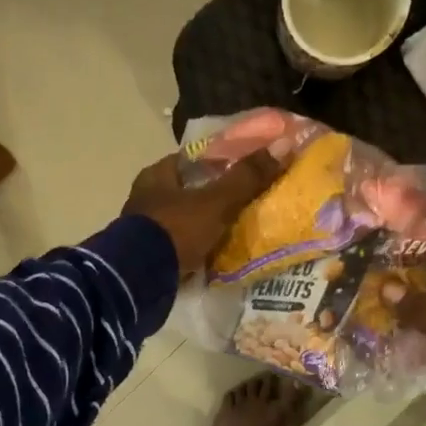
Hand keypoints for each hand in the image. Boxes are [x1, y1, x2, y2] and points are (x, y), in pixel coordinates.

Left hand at [123, 150, 281, 275]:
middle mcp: (145, 198)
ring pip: (182, 221)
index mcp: (156, 176)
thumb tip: (284, 147)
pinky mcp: (148, 258)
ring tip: (233, 232)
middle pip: (186, 192)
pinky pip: (178, 248)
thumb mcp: (216, 202)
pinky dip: (194, 249)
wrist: (141, 278)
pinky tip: (214, 255)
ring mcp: (144, 230)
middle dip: (210, 198)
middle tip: (242, 204)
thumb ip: (246, 178)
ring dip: (202, 226)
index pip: (190, 160)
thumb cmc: (176, 229)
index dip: (217, 163)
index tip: (242, 170)